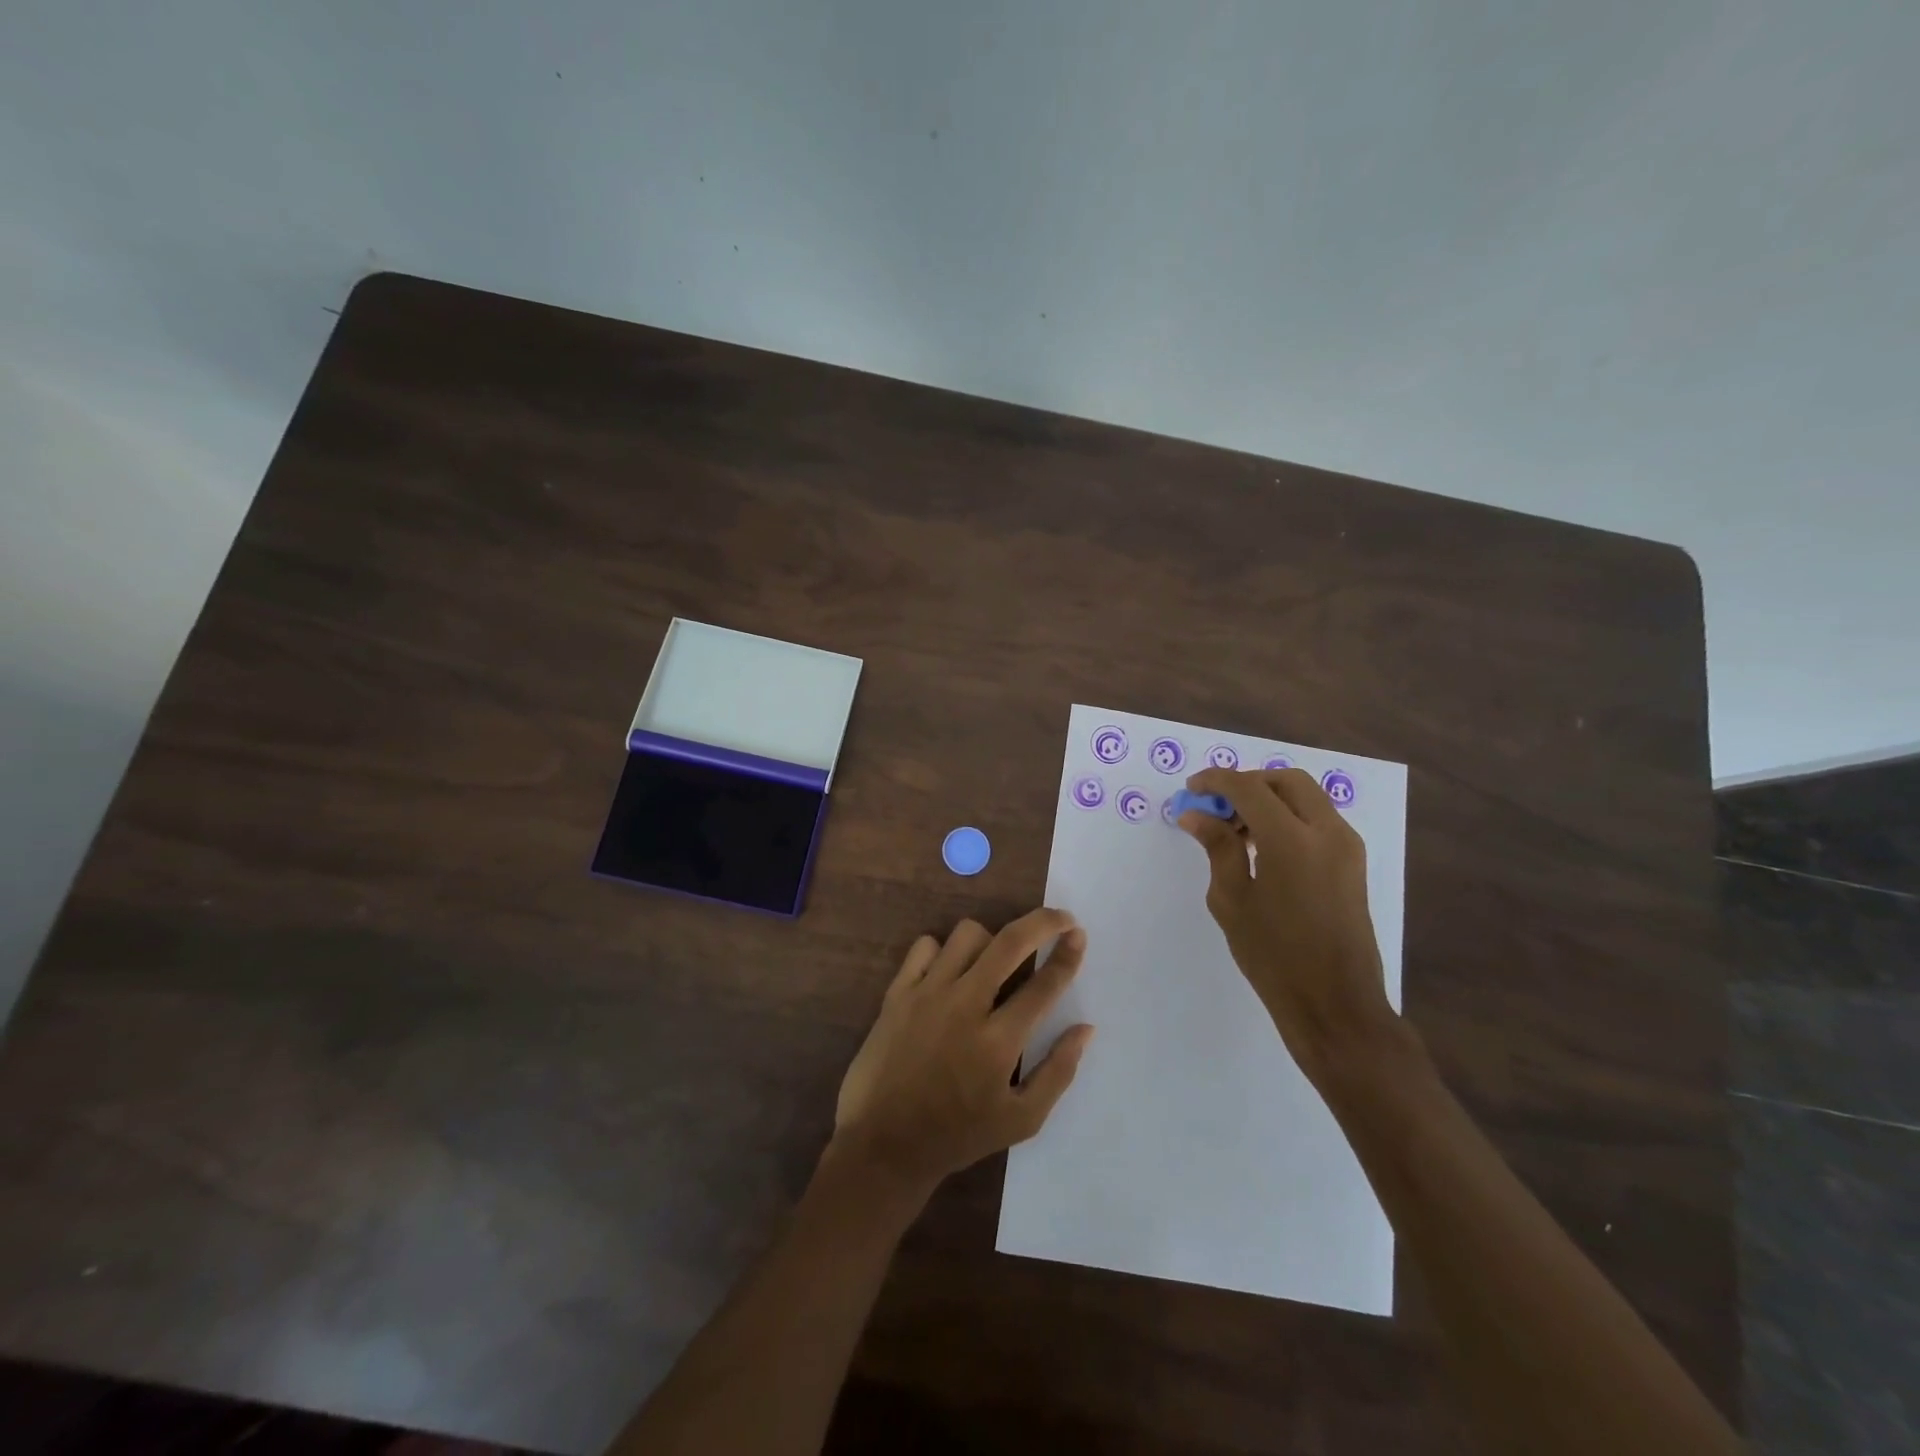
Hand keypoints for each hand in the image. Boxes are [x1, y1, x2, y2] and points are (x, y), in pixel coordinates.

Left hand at [832, 910, 1094, 1195]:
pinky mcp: (897, 992)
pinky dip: (943, 951)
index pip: (1044, 983)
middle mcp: (964, 1006)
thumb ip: (1058, 1072)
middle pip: (1010, 942)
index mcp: (998, 1041)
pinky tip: (949, 973)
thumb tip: (1086, 1028)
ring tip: (995, 961)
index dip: (1069, 953)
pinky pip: (925, 945)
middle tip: (1059, 920)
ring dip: (991, 940)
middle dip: (1042, 922)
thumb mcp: (1020, 1121)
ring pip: (967, 934)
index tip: (1079, 934)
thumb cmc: (957, 1135)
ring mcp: (927, 994)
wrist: (882, 1145)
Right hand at [1179, 767, 1395, 1083]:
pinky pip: (1318, 820)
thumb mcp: (1232, 900)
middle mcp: (1327, 832)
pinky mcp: (1353, 863)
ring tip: (1235, 830)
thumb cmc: (1274, 956)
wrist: (1335, 1003)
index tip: (1191, 789)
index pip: (1249, 788)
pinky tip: (1262, 846)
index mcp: (1292, 840)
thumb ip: (1217, 847)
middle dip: (1248, 783)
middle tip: (1217, 806)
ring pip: (1306, 797)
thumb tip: (1196, 814)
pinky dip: (1288, 817)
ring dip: (1269, 799)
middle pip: (1286, 781)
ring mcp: (1347, 846)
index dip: (1216, 781)